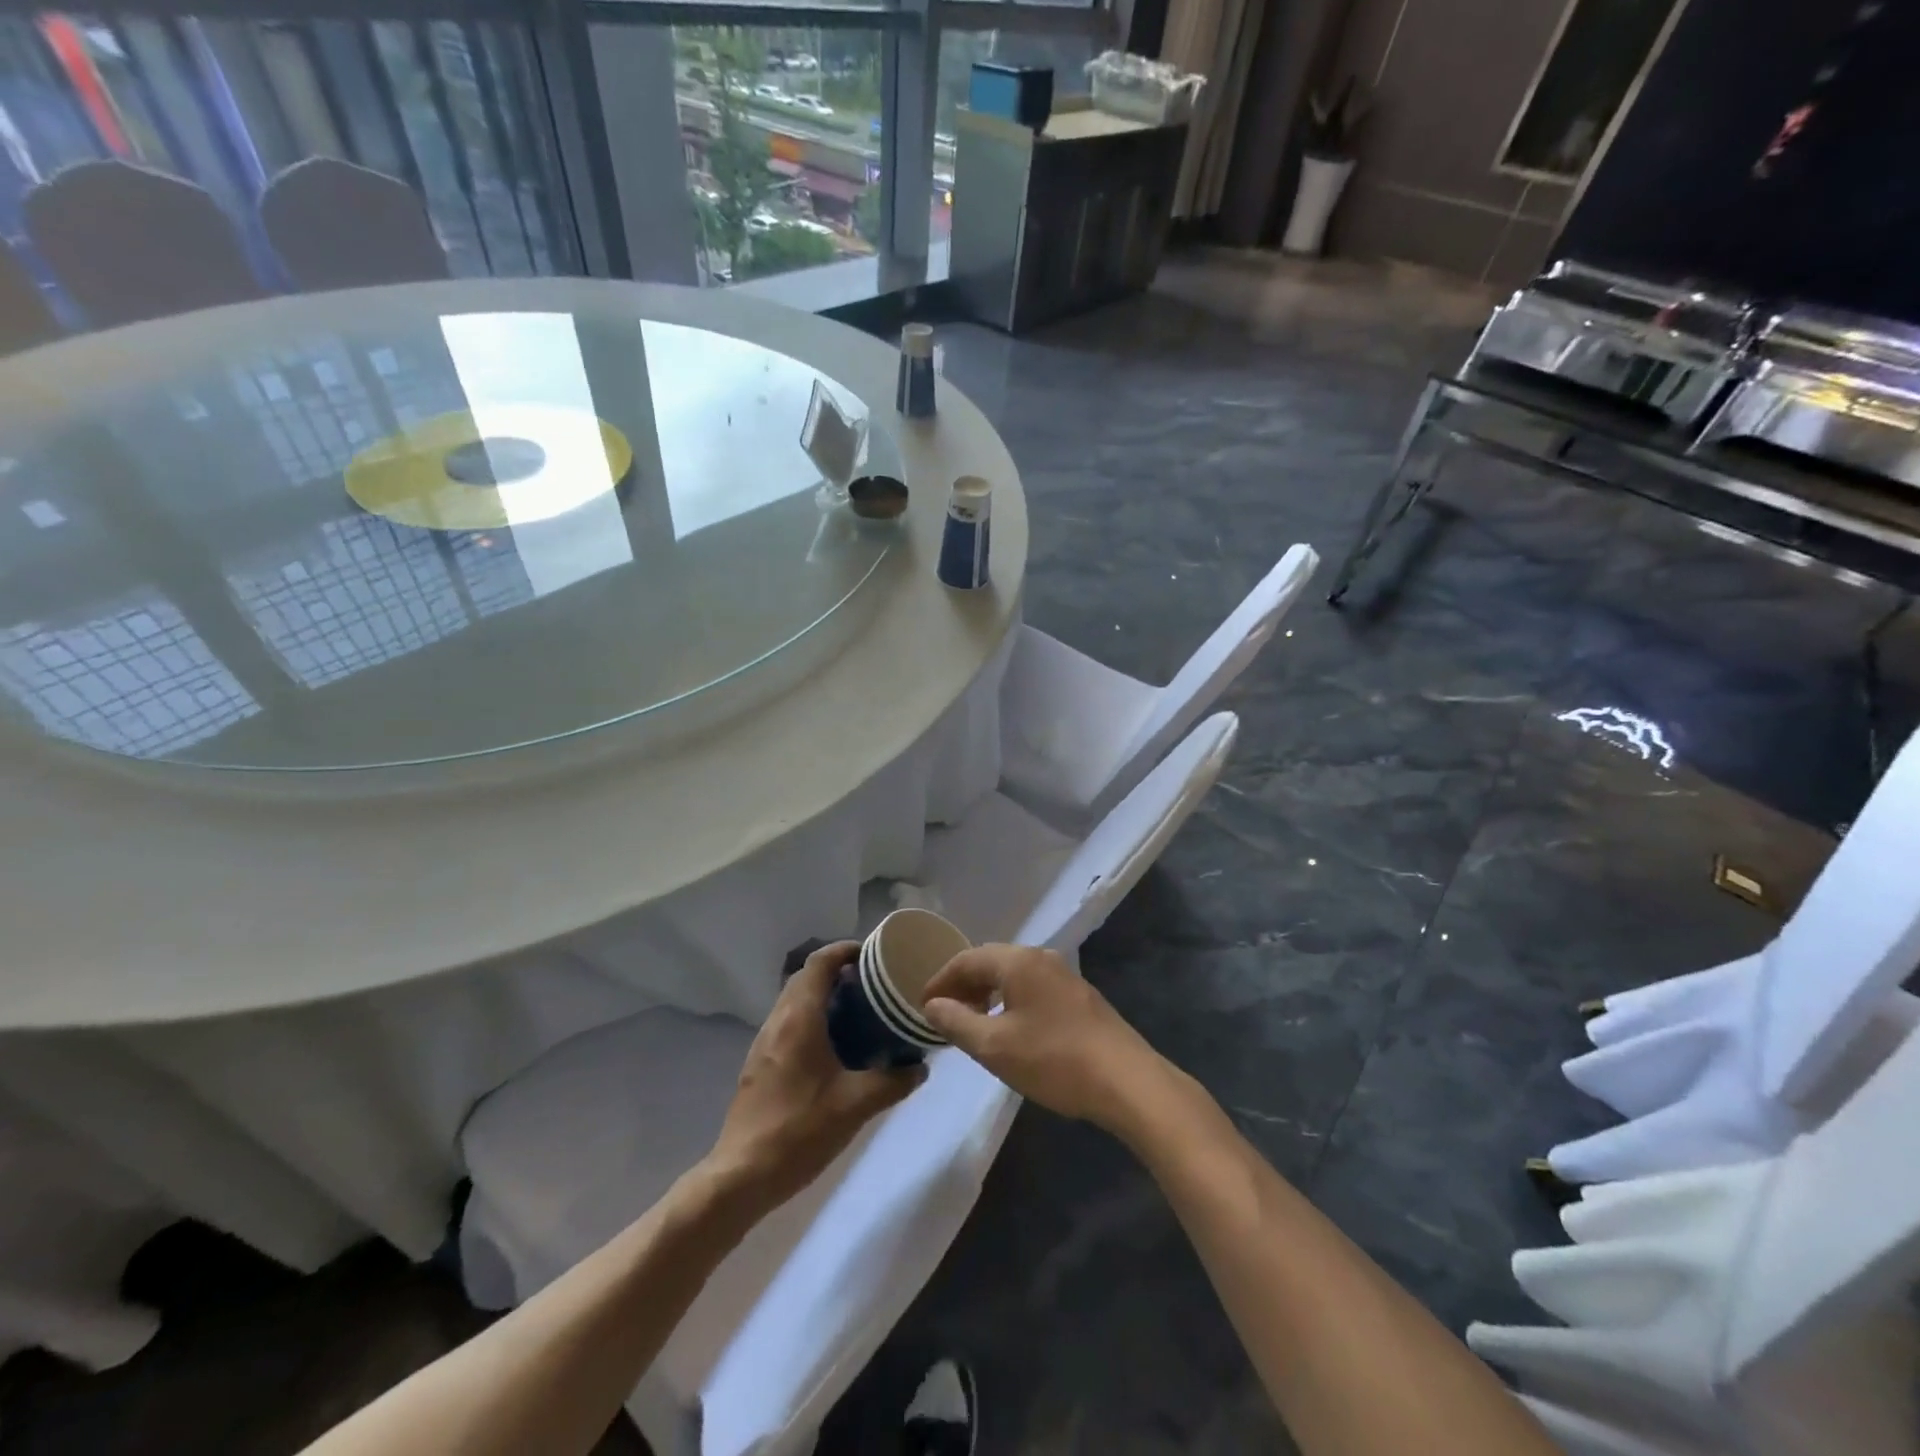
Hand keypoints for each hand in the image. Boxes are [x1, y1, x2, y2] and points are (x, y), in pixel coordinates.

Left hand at [707, 942, 924, 1210]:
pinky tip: (834, 1047)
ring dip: (823, 996)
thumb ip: (893, 1082)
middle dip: (838, 972)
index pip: (819, 963)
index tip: (873, 955)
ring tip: (858, 1012)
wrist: (741, 1176)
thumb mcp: (856, 1106)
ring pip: (795, 1001)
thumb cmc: (800, 1131)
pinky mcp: (759, 1064)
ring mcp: (764, 1043)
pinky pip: (788, 1023)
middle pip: (806, 977)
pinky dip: (812, 1019)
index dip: (845, 950)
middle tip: (872, 984)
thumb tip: (921, 1067)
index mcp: (799, 1019)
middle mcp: (778, 1021)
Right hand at [920, 945, 1172, 1133]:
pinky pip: (1033, 988)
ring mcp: (1065, 976)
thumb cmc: (1053, 1060)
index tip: (922, 1006)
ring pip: (1014, 976)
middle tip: (944, 1014)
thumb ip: (957, 1022)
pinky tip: (1010, 1030)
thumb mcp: (995, 1047)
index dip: (940, 980)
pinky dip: (1011, 1001)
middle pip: (991, 962)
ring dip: (988, 994)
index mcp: (1018, 961)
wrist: (1126, 1081)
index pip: (967, 959)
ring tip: (973, 1023)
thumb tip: (932, 1005)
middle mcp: (1041, 958)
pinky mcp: (1080, 997)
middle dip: (964, 985)